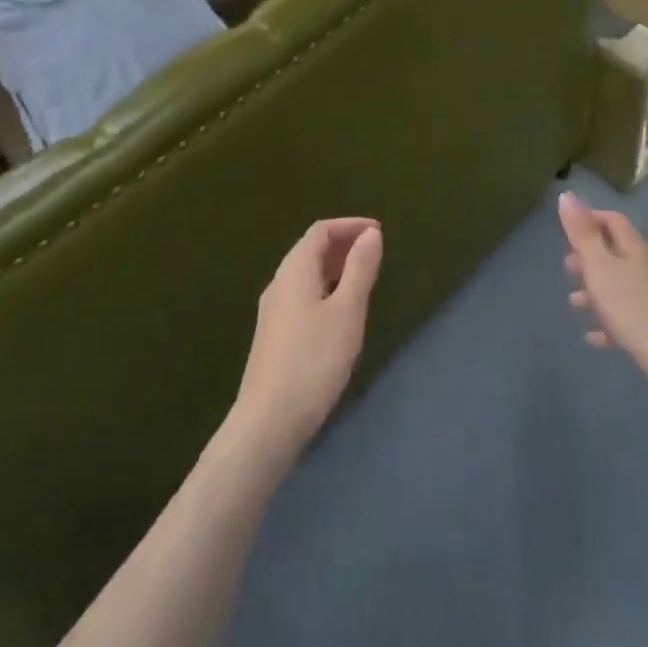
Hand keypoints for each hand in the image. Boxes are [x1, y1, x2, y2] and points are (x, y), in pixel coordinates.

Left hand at [233, 218, 382, 455]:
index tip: (378, 232)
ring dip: (334, 268)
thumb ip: (360, 269)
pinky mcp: (274, 335)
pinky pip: (303, 295)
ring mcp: (273, 311)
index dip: (350, 226)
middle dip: (343, 245)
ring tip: (364, 279)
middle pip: (310, 250)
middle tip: (375, 253)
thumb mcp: (347, 311)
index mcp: (294, 271)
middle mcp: (279, 284)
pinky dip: (325, 289)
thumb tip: (371, 234)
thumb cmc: (314, 360)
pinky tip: (341, 313)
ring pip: (306, 275)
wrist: (269, 420)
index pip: (320, 231)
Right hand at [559, 192, 647, 387]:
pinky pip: (625, 316)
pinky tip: (593, 336)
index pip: (613, 220)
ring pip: (618, 284)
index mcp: (634, 248)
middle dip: (588, 257)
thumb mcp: (599, 266)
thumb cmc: (632, 306)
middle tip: (567, 267)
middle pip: (614, 252)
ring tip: (574, 302)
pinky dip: (607, 320)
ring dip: (595, 290)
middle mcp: (646, 267)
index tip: (566, 231)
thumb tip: (567, 195)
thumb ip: (582, 233)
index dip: (590, 219)